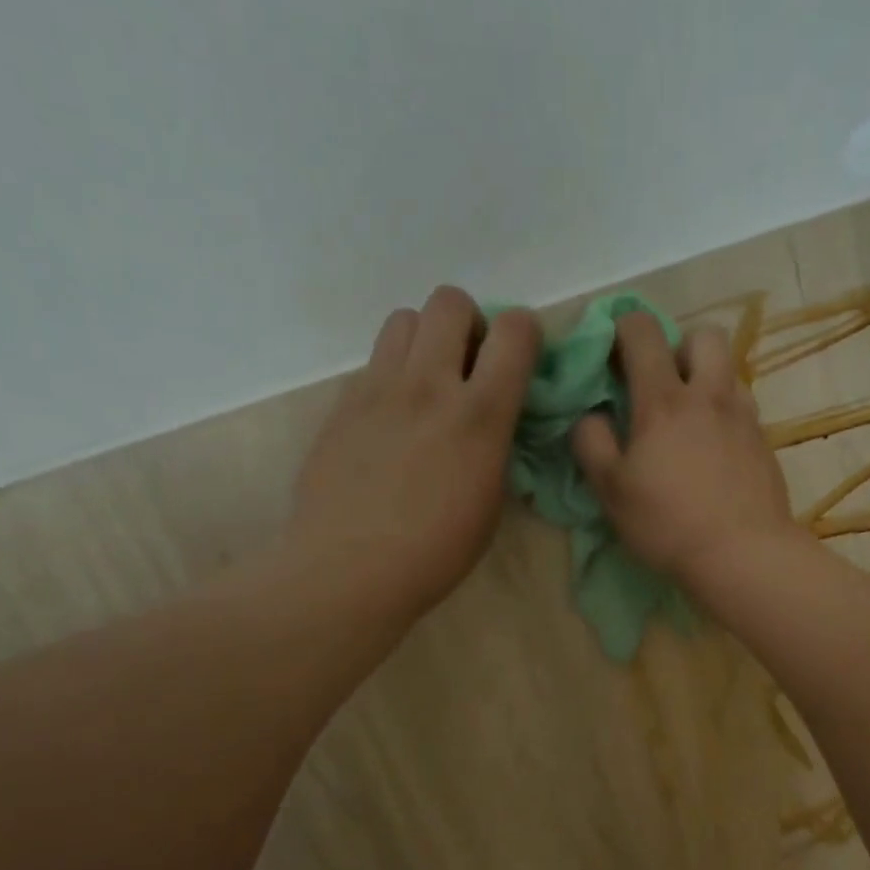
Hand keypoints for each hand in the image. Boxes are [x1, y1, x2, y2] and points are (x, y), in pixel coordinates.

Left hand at [289, 286, 539, 619]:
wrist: (348, 569)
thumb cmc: (435, 553)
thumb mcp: (490, 503)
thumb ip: (495, 445)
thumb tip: (491, 421)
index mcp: (479, 415)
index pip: (515, 331)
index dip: (526, 335)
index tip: (521, 363)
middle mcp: (428, 384)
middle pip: (450, 300)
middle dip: (469, 325)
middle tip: (468, 368)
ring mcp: (378, 389)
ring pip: (404, 319)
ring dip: (425, 341)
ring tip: (426, 386)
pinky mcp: (343, 404)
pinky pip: (373, 363)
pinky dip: (392, 377)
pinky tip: (390, 423)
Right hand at [571, 311, 807, 594]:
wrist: (742, 553)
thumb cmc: (667, 523)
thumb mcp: (611, 490)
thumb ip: (591, 443)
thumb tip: (590, 415)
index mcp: (663, 400)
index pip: (642, 332)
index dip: (623, 327)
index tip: (613, 351)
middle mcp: (708, 395)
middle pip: (703, 334)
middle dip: (679, 345)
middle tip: (662, 383)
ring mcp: (743, 416)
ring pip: (728, 370)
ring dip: (706, 378)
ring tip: (690, 418)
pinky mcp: (764, 442)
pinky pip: (743, 407)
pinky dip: (725, 413)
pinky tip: (714, 450)